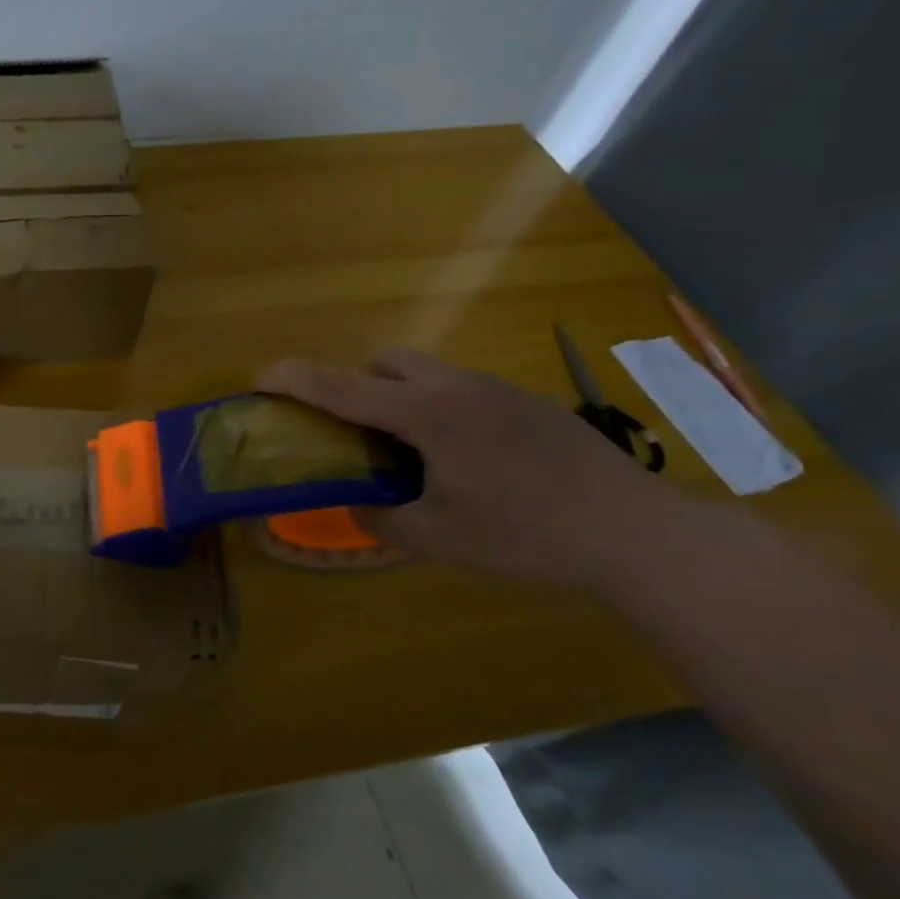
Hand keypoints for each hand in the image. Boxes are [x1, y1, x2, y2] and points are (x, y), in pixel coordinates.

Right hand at [258, 349, 687, 591]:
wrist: (639, 534)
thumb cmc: (527, 534)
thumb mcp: (439, 538)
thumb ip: (383, 518)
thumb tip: (359, 506)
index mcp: (426, 415)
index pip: (343, 387)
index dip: (295, 379)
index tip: (261, 378)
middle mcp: (457, 388)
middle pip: (387, 360)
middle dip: (357, 382)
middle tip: (354, 429)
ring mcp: (498, 391)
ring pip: (428, 372)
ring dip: (399, 395)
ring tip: (409, 451)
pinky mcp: (528, 405)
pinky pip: (462, 390)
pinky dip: (438, 408)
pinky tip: (464, 459)